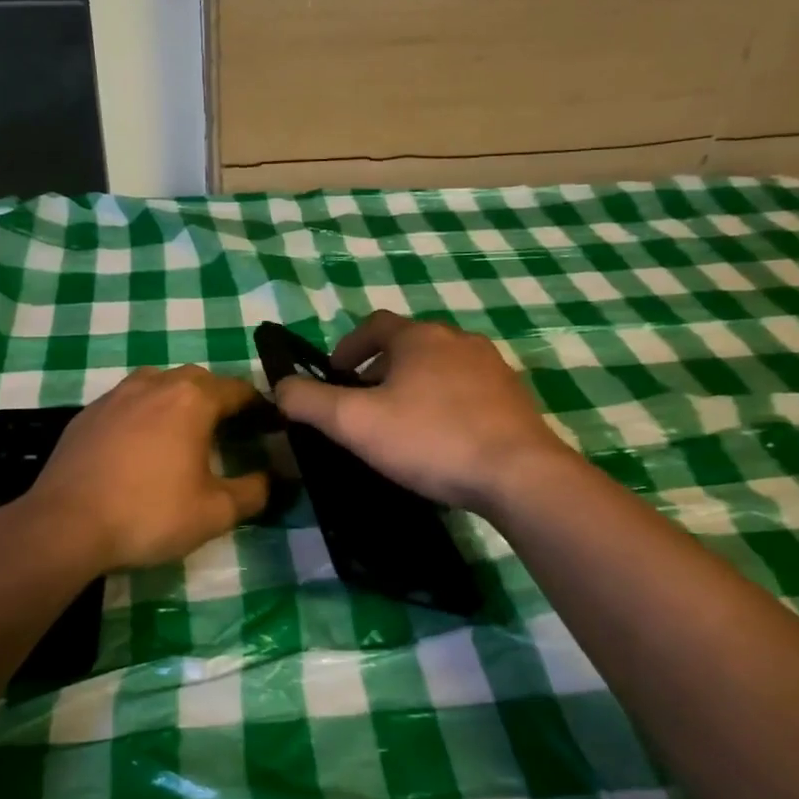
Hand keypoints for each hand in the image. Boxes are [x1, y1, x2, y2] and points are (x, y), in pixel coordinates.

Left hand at [23, 366, 269, 571]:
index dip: (257, 406)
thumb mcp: (214, 513)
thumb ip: (253, 492)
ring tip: (183, 432)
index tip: (268, 425)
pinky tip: (139, 446)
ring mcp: (114, 396)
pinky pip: (126, 402)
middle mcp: (154, 384)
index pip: (237, 389)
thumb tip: (272, 480)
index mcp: (191, 400)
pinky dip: (143, 414)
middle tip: (228, 430)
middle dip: (218, 399)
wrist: (65, 525)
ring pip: (157, 384)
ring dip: (177, 400)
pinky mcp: (86, 414)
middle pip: (197, 379)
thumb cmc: (148, 514)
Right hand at [275, 311, 566, 511]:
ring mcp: (492, 367)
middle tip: (364, 405)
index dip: (347, 347)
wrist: (518, 473)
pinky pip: (469, 391)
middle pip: (409, 345)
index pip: (374, 325)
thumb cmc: (429, 439)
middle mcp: (458, 340)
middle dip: (380, 369)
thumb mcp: (355, 423)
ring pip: (441, 367)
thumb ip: (309, 402)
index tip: (335, 376)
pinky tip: (443, 439)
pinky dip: (447, 404)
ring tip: (402, 424)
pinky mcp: (515, 398)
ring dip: (415, 386)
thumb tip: (280, 387)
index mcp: (418, 337)